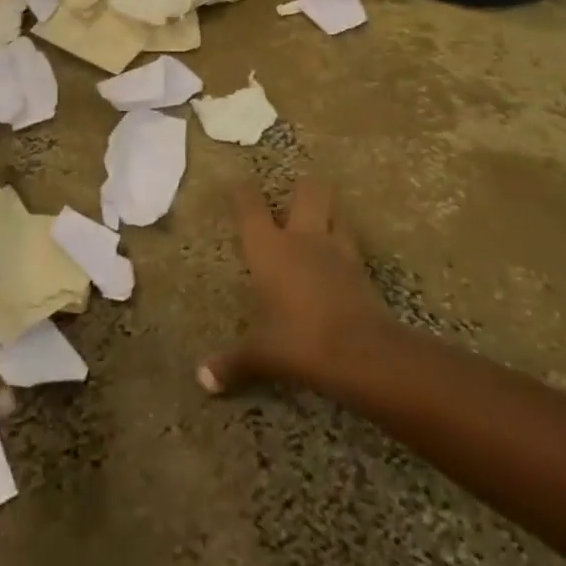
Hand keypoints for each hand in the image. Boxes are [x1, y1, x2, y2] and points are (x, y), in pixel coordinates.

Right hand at [199, 177, 392, 395]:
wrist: (363, 354)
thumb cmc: (300, 341)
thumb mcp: (262, 353)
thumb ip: (233, 362)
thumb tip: (202, 379)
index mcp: (269, 247)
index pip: (250, 204)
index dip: (243, 191)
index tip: (238, 186)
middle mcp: (302, 237)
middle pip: (308, 190)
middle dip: (302, 188)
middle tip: (294, 196)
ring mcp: (336, 250)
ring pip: (336, 212)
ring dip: (330, 213)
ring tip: (323, 220)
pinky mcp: (362, 270)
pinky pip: (352, 246)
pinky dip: (346, 247)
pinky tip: (342, 261)